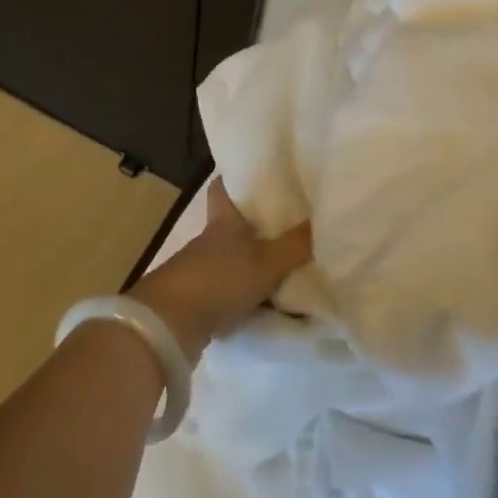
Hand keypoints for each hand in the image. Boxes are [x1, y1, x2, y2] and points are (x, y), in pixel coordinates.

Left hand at [129, 178, 311, 362]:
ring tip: (290, 266)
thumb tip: (328, 221)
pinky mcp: (200, 302)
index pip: (222, 189)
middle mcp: (210, 242)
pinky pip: (232, 292)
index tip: (254, 171)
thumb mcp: (266, 262)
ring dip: (255, 264)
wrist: (169, 326)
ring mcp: (202, 272)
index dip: (234, 178)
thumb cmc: (218, 279)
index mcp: (223, 222)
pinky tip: (272, 303)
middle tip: (291, 223)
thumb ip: (296, 245)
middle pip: (233, 226)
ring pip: (233, 260)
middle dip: (257, 226)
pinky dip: (249, 295)